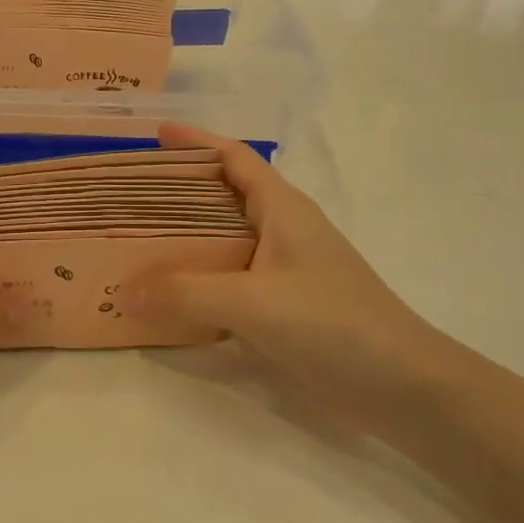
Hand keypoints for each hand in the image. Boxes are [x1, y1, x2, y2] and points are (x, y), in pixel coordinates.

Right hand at [126, 125, 454, 426]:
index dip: (197, 141)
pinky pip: (226, 284)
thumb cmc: (334, 322)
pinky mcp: (280, 309)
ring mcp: (281, 272)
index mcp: (282, 209)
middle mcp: (280, 232)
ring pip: (221, 244)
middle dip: (177, 192)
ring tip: (133, 245)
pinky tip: (165, 300)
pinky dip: (195, 285)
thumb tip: (122, 290)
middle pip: (221, 198)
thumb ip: (186, 293)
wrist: (402, 386)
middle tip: (126, 197)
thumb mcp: (254, 301)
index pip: (235, 158)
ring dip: (182, 242)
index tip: (154, 135)